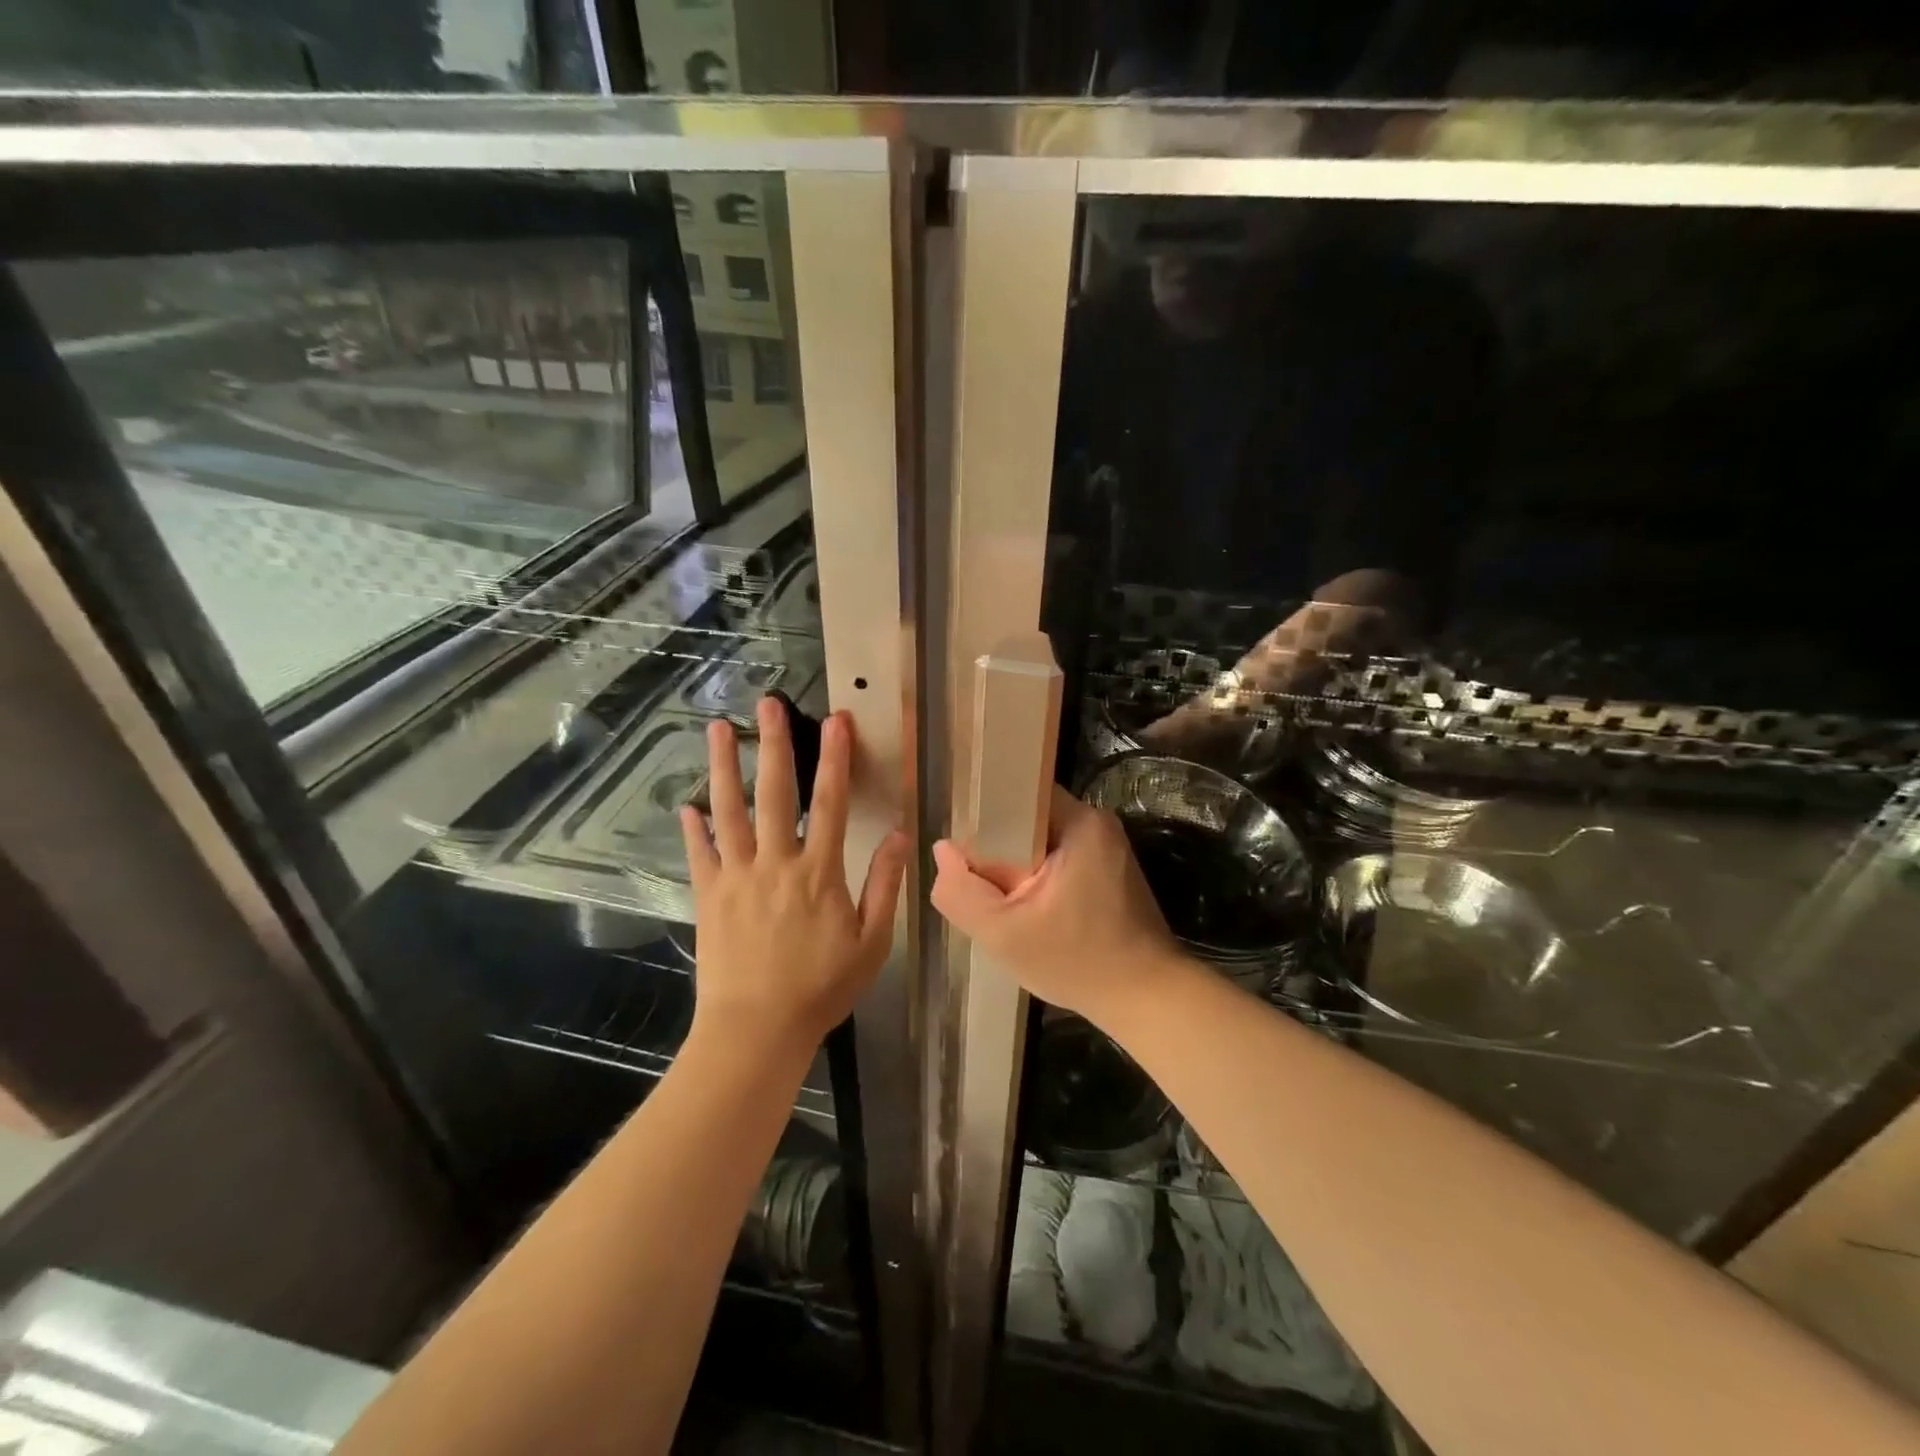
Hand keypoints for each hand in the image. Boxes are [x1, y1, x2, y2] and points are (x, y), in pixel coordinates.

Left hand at [681, 696, 906, 1053]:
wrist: (756, 1029)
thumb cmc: (820, 988)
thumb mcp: (871, 943)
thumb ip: (885, 885)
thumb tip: (902, 836)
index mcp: (819, 872)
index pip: (832, 802)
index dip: (835, 758)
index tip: (835, 720)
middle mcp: (776, 862)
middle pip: (776, 792)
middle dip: (775, 744)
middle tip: (767, 703)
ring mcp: (737, 876)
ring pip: (729, 810)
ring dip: (724, 767)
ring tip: (718, 729)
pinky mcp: (709, 896)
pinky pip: (700, 853)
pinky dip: (693, 828)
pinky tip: (687, 805)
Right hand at [930, 786, 1179, 1024]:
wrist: (1146, 999)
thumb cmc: (1077, 962)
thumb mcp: (1003, 934)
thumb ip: (961, 891)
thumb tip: (943, 851)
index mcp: (1079, 822)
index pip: (1016, 792)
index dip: (981, 814)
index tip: (960, 845)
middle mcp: (1096, 823)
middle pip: (1026, 818)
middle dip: (996, 846)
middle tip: (975, 879)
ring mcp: (1105, 846)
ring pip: (1040, 841)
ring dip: (1016, 865)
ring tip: (997, 897)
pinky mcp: (1108, 869)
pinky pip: (1057, 857)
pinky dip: (1037, 877)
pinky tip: (1026, 907)